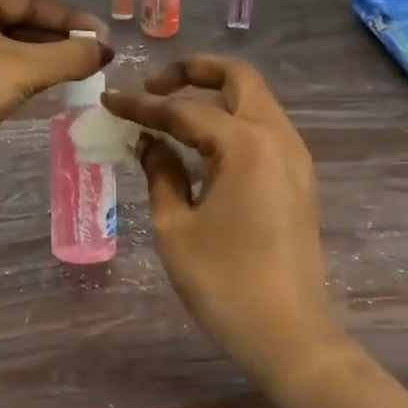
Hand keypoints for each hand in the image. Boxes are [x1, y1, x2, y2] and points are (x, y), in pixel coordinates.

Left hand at [0, 0, 109, 151]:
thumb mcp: (24, 67)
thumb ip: (70, 57)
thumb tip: (106, 50)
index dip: (68, 17)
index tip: (100, 36)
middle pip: (17, 21)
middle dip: (55, 39)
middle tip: (91, 55)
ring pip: (5, 47)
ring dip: (40, 58)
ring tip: (75, 71)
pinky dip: (19, 75)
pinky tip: (41, 86)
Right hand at [103, 57, 338, 384]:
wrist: (290, 335)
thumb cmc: (224, 282)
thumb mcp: (175, 227)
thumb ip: (160, 173)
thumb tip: (149, 143)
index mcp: (245, 144)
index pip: (184, 109)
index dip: (141, 106)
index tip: (108, 100)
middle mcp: (277, 137)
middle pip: (239, 78)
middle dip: (194, 72)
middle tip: (154, 87)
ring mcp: (295, 158)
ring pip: (255, 102)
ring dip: (215, 96)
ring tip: (172, 115)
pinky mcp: (299, 180)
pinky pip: (264, 130)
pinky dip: (232, 122)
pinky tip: (201, 147)